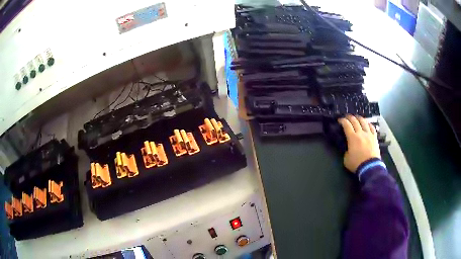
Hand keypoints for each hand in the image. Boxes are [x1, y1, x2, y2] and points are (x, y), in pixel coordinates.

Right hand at [338, 115, 380, 172]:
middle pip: (355, 120)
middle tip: (346, 117)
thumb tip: (348, 148)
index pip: (346, 125)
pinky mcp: (374, 137)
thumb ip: (346, 151)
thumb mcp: (346, 159)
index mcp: (352, 138)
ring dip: (359, 118)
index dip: (342, 120)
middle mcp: (360, 133)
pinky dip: (368, 124)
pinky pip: (372, 127)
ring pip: (364, 121)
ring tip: (356, 117)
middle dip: (349, 117)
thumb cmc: (357, 164)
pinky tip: (367, 123)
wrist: (370, 167)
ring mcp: (368, 134)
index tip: (340, 120)